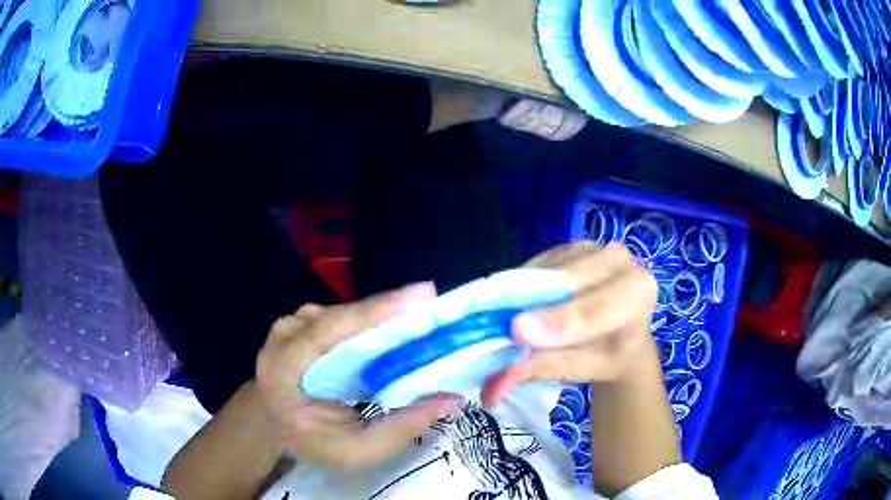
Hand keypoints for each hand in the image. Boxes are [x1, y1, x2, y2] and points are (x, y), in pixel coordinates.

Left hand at [255, 283, 460, 468]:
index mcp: (284, 368)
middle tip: (435, 309)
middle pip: (343, 316)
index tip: (423, 296)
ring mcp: (291, 326)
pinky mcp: (302, 324)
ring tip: (418, 322)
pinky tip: (391, 331)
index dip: (378, 311)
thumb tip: (452, 399)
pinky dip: (369, 322)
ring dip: (381, 317)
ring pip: (344, 313)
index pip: (332, 330)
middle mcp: (284, 336)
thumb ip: (402, 427)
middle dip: (390, 312)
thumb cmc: (314, 444)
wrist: (276, 427)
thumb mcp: (358, 451)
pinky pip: (341, 317)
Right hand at [482, 241, 658, 406]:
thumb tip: (495, 383)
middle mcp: (620, 259)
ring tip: (507, 320)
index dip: (561, 320)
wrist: (619, 333)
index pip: (600, 307)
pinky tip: (519, 303)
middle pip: (572, 280)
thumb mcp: (581, 368)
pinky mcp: (567, 245)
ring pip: (550, 269)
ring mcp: (592, 246)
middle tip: (502, 326)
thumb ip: (544, 368)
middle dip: (536, 303)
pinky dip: (521, 284)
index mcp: (639, 291)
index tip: (520, 333)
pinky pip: (538, 263)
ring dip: (522, 293)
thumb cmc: (605, 354)